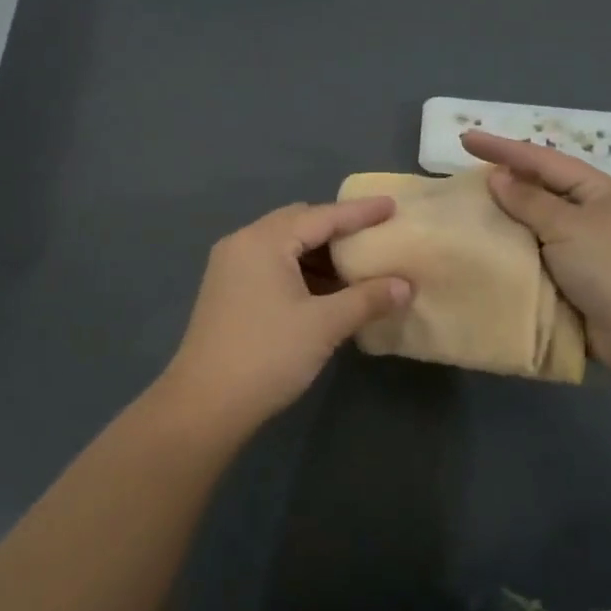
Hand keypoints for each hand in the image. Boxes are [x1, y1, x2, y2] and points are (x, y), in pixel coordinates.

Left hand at [157, 198, 412, 431]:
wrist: (205, 405)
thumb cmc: (268, 355)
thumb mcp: (324, 325)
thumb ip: (367, 299)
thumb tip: (406, 286)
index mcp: (264, 241)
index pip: (322, 216)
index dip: (360, 213)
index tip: (392, 205)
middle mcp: (243, 243)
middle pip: (299, 222)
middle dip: (337, 228)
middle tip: (373, 236)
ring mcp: (230, 267)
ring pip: (284, 244)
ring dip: (319, 252)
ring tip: (355, 266)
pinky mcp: (227, 290)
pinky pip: (271, 264)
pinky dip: (300, 269)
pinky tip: (325, 290)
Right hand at [461, 130, 610, 379]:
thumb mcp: (569, 226)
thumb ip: (530, 201)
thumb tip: (497, 177)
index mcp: (592, 190)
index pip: (539, 160)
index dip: (501, 148)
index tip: (465, 139)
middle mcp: (584, 215)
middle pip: (534, 191)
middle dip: (500, 184)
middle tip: (458, 179)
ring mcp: (577, 250)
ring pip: (529, 228)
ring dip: (500, 223)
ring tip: (461, 216)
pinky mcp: (567, 282)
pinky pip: (530, 261)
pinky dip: (508, 257)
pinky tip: (479, 256)